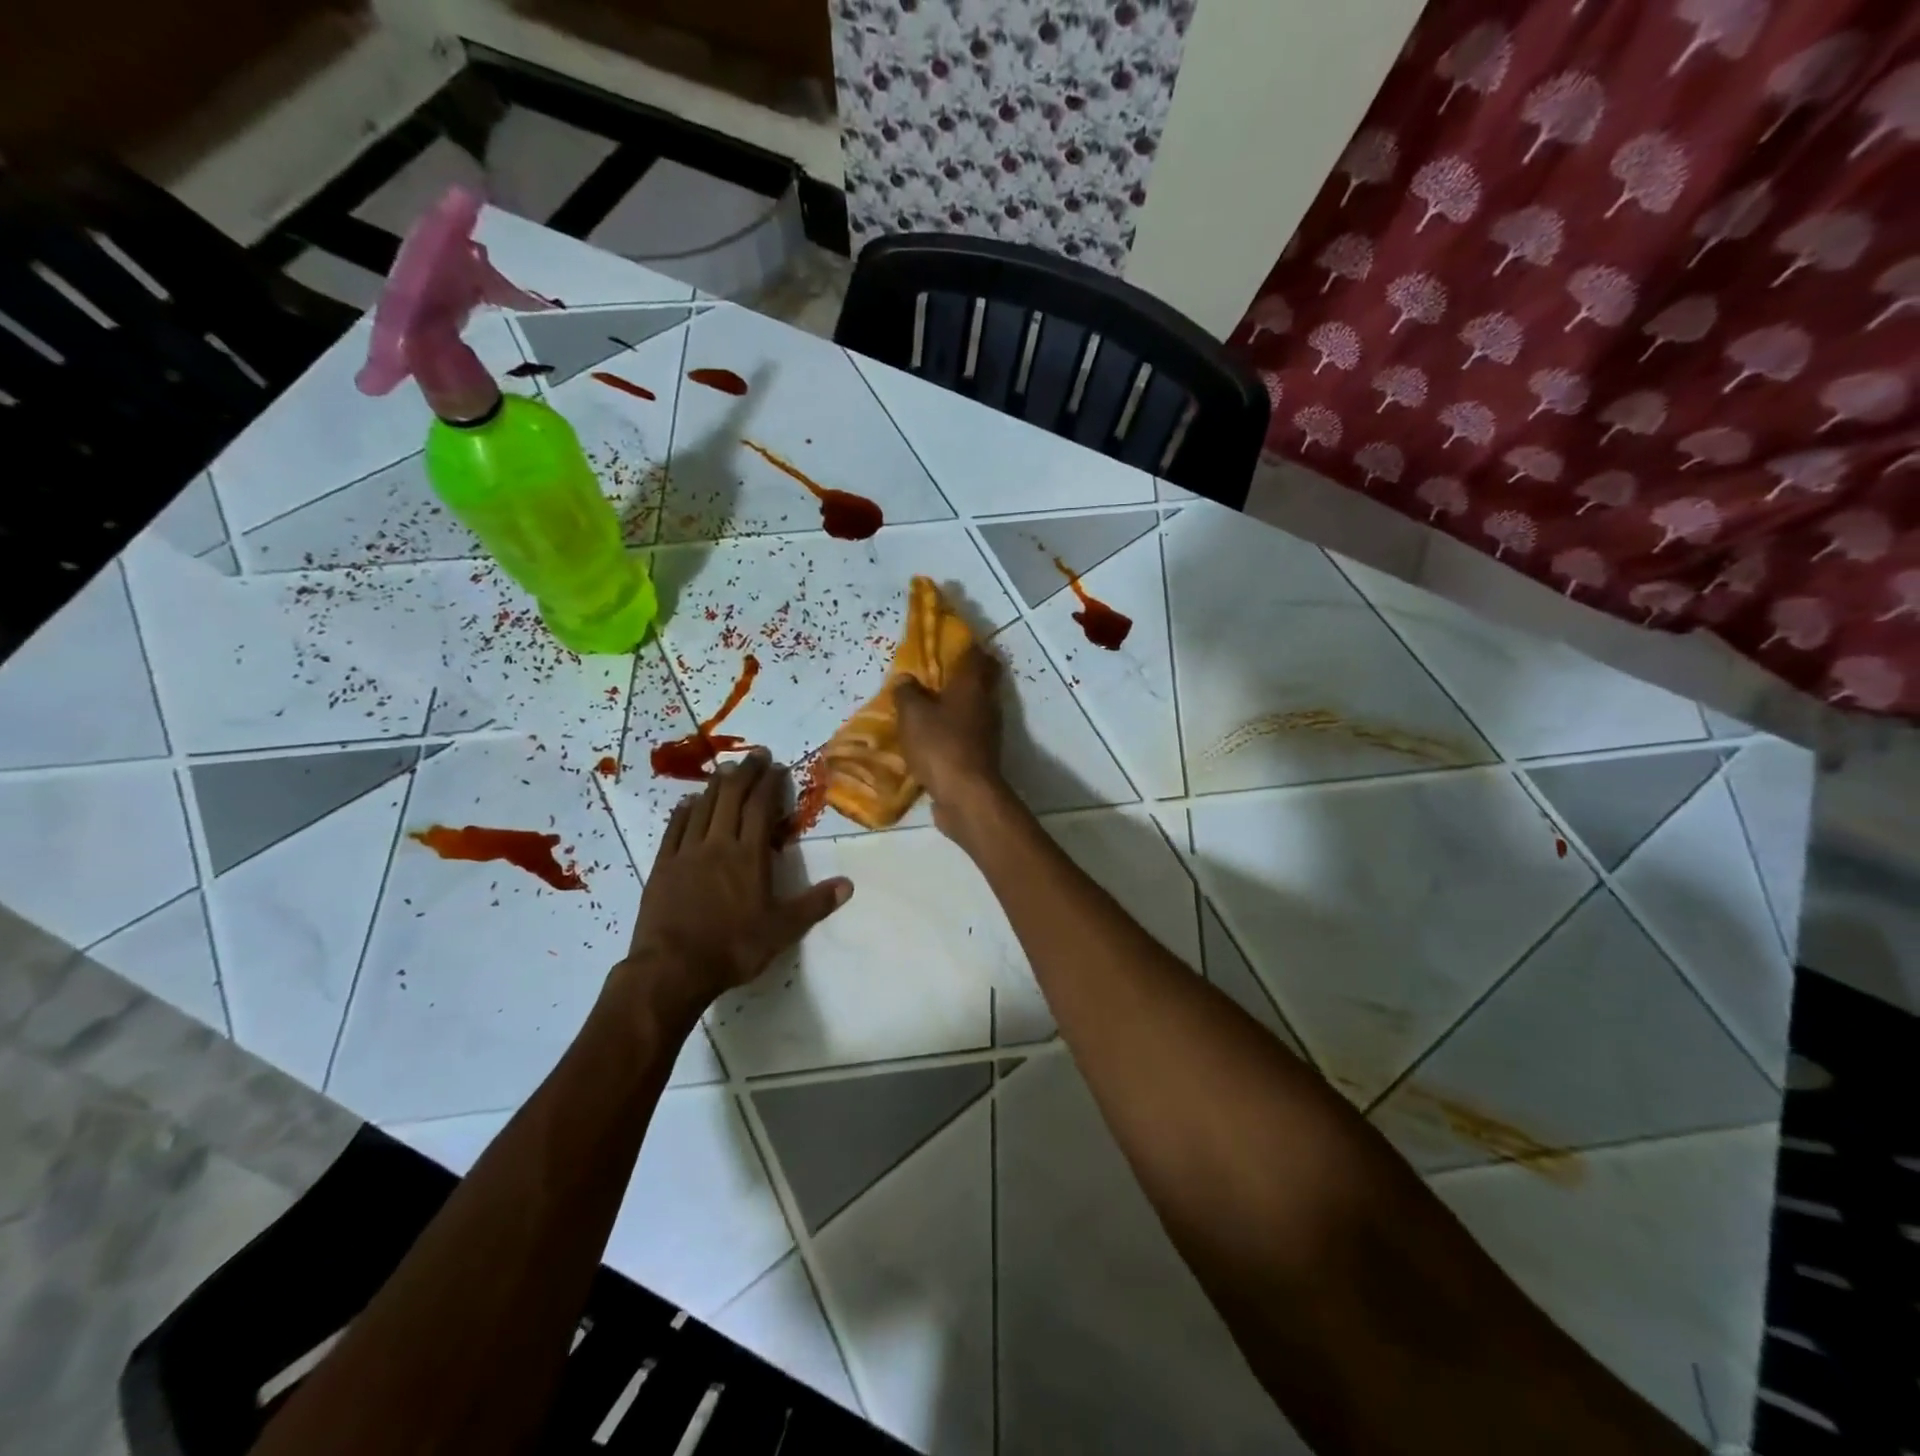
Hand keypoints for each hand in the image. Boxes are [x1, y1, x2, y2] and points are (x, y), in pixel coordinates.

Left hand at [624, 751, 851, 1004]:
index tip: (776, 766)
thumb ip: (814, 904)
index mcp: (749, 856)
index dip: (769, 784)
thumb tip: (848, 884)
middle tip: (755, 755)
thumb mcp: (782, 930)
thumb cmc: (732, 948)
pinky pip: (674, 829)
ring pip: (702, 808)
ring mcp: (687, 853)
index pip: (760, 808)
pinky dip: (683, 811)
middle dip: (745, 773)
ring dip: (715, 785)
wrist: (672, 969)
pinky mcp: (662, 866)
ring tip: (725, 769)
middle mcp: (718, 845)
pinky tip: (687, 802)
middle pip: (731, 798)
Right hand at [894, 645, 1006, 838]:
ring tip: (924, 704)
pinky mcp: (981, 753)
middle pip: (979, 679)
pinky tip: (929, 735)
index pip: (975, 653)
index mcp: (973, 684)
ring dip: (953, 704)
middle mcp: (986, 702)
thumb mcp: (912, 714)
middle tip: (930, 674)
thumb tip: (906, 679)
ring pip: (972, 707)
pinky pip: (965, 732)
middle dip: (958, 675)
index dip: (961, 645)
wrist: (966, 795)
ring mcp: (987, 730)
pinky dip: (951, 729)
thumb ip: (907, 693)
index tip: (942, 643)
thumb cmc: (940, 745)